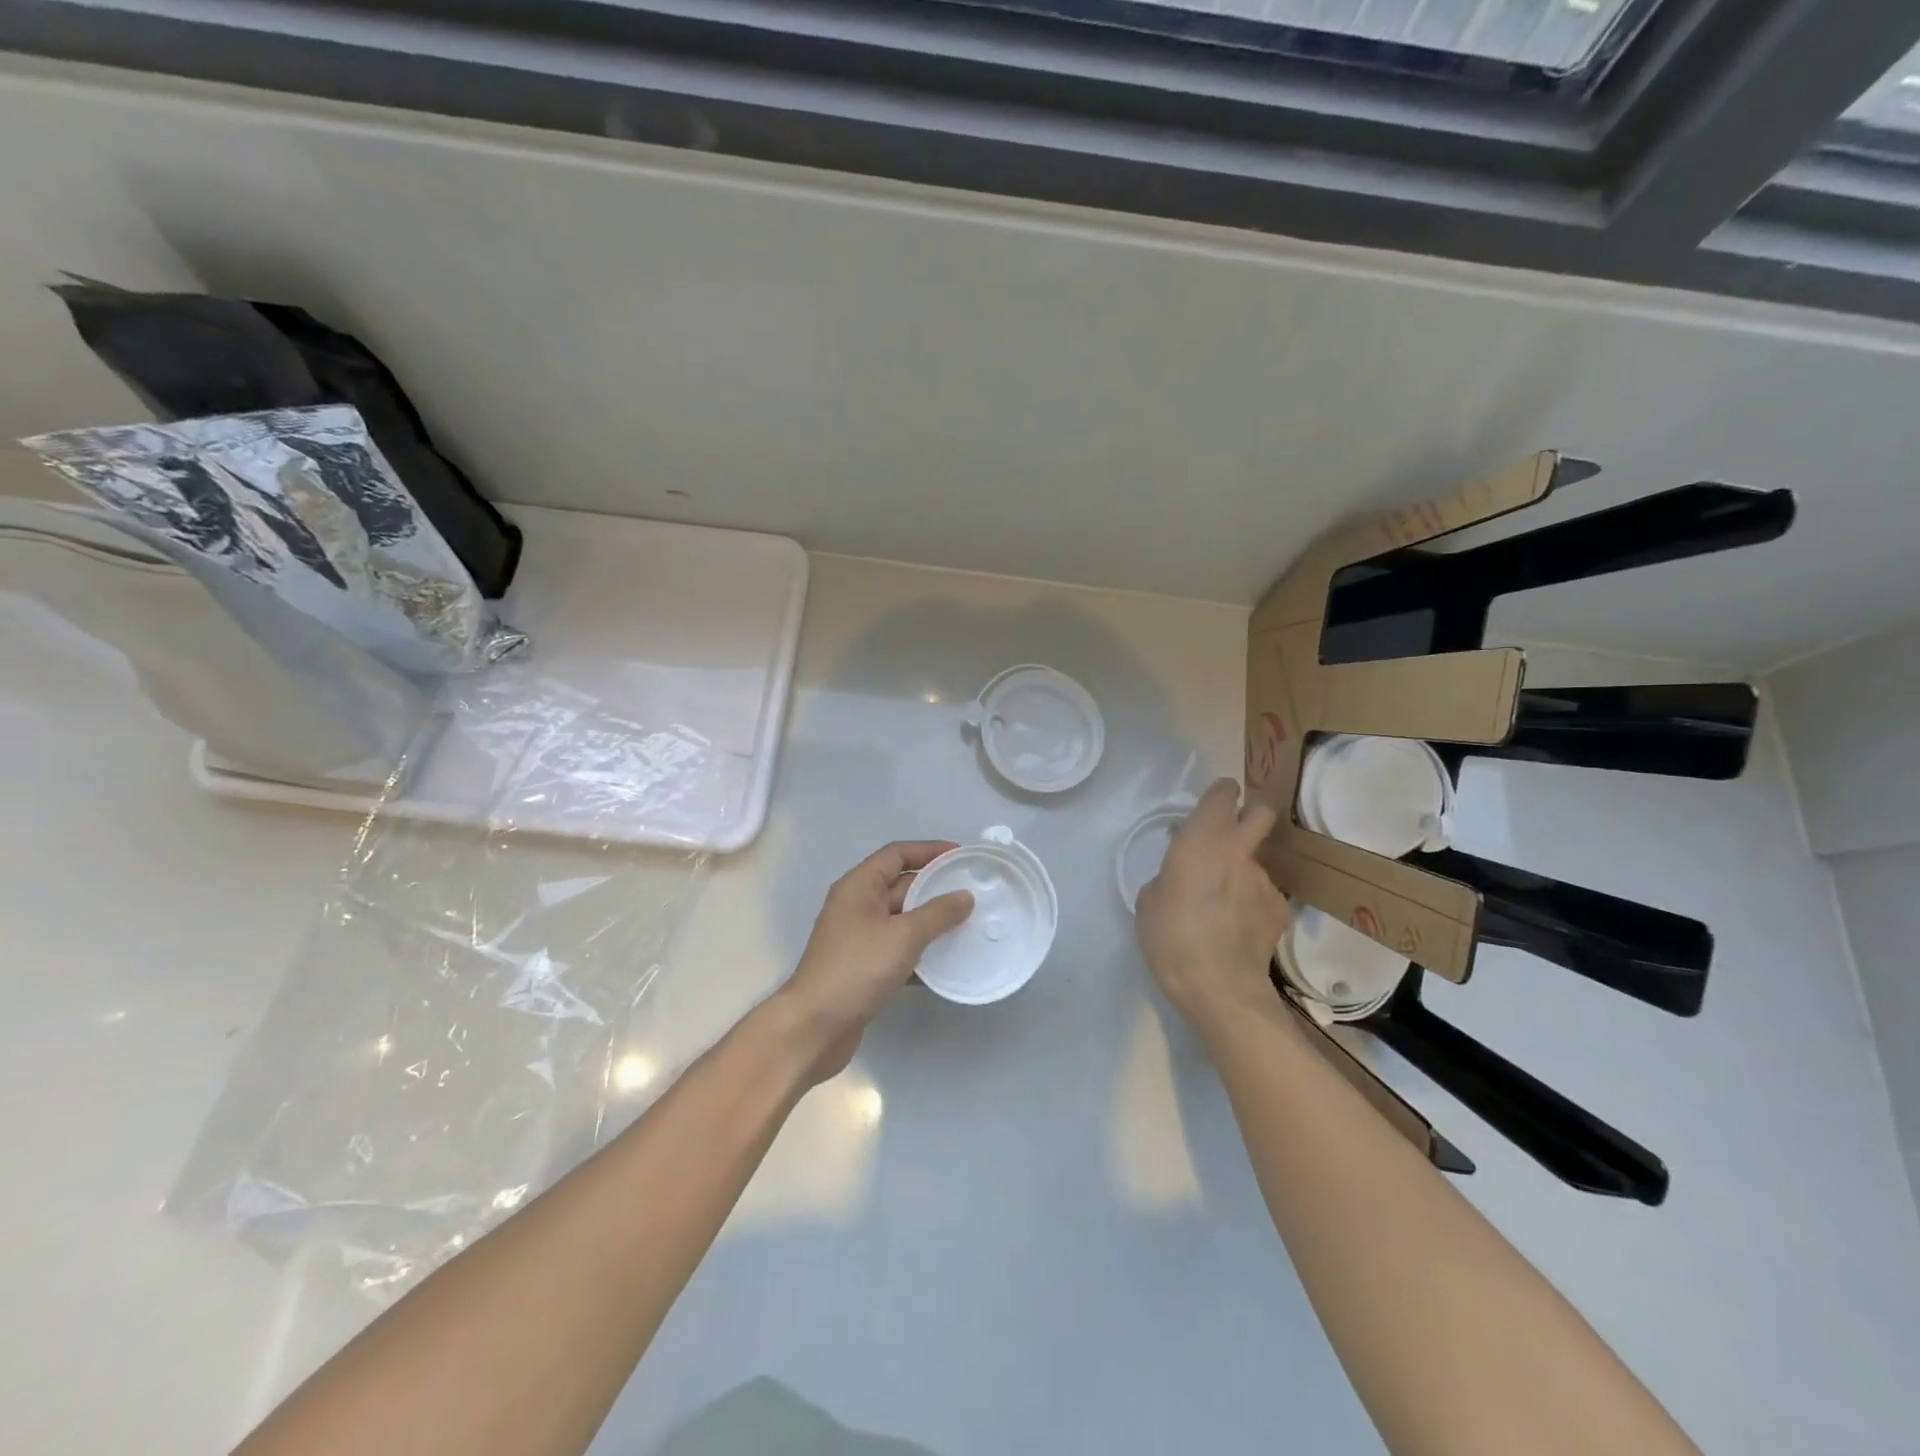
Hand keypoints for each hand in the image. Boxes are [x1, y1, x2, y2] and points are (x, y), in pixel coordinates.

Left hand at [775, 841, 974, 1082]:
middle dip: (936, 888)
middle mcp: (857, 905)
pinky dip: (921, 952)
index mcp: (859, 886)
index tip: (961, 856)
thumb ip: (937, 914)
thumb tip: (965, 896)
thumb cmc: (856, 969)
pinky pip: (899, 949)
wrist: (814, 1027)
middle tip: (973, 893)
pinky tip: (948, 963)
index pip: (897, 854)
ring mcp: (859, 938)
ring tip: (969, 926)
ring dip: (932, 922)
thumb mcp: (903, 936)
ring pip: (902, 920)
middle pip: (901, 886)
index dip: (929, 851)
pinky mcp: (864, 967)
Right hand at [1135, 778, 1288, 1035]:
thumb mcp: (1149, 901)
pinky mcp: (1280, 909)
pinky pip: (1263, 894)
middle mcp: (1239, 851)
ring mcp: (1265, 880)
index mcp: (1202, 840)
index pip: (1222, 794)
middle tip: (1229, 836)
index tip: (1210, 806)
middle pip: (1261, 812)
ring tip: (1223, 905)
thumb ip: (1168, 876)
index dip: (1219, 794)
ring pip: (1257, 861)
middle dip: (1249, 815)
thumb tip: (1182, 876)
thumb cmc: (1171, 937)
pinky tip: (1237, 928)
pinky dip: (1252, 903)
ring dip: (1243, 871)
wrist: (1219, 987)